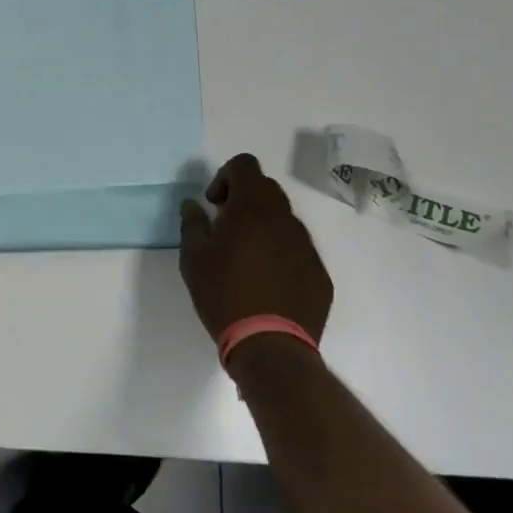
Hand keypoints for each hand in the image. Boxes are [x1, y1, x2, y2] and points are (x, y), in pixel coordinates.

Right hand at [179, 153, 331, 344]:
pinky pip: (298, 249)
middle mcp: (285, 218)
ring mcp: (307, 246)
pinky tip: (267, 283)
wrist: (270, 347)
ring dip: (264, 227)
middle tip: (225, 229)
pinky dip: (281, 254)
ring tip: (246, 260)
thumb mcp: (193, 258)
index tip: (214, 204)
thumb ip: (192, 223)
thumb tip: (193, 205)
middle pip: (266, 189)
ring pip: (284, 220)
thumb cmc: (224, 295)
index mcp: (252, 208)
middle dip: (244, 199)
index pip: (245, 165)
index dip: (226, 176)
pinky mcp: (319, 273)